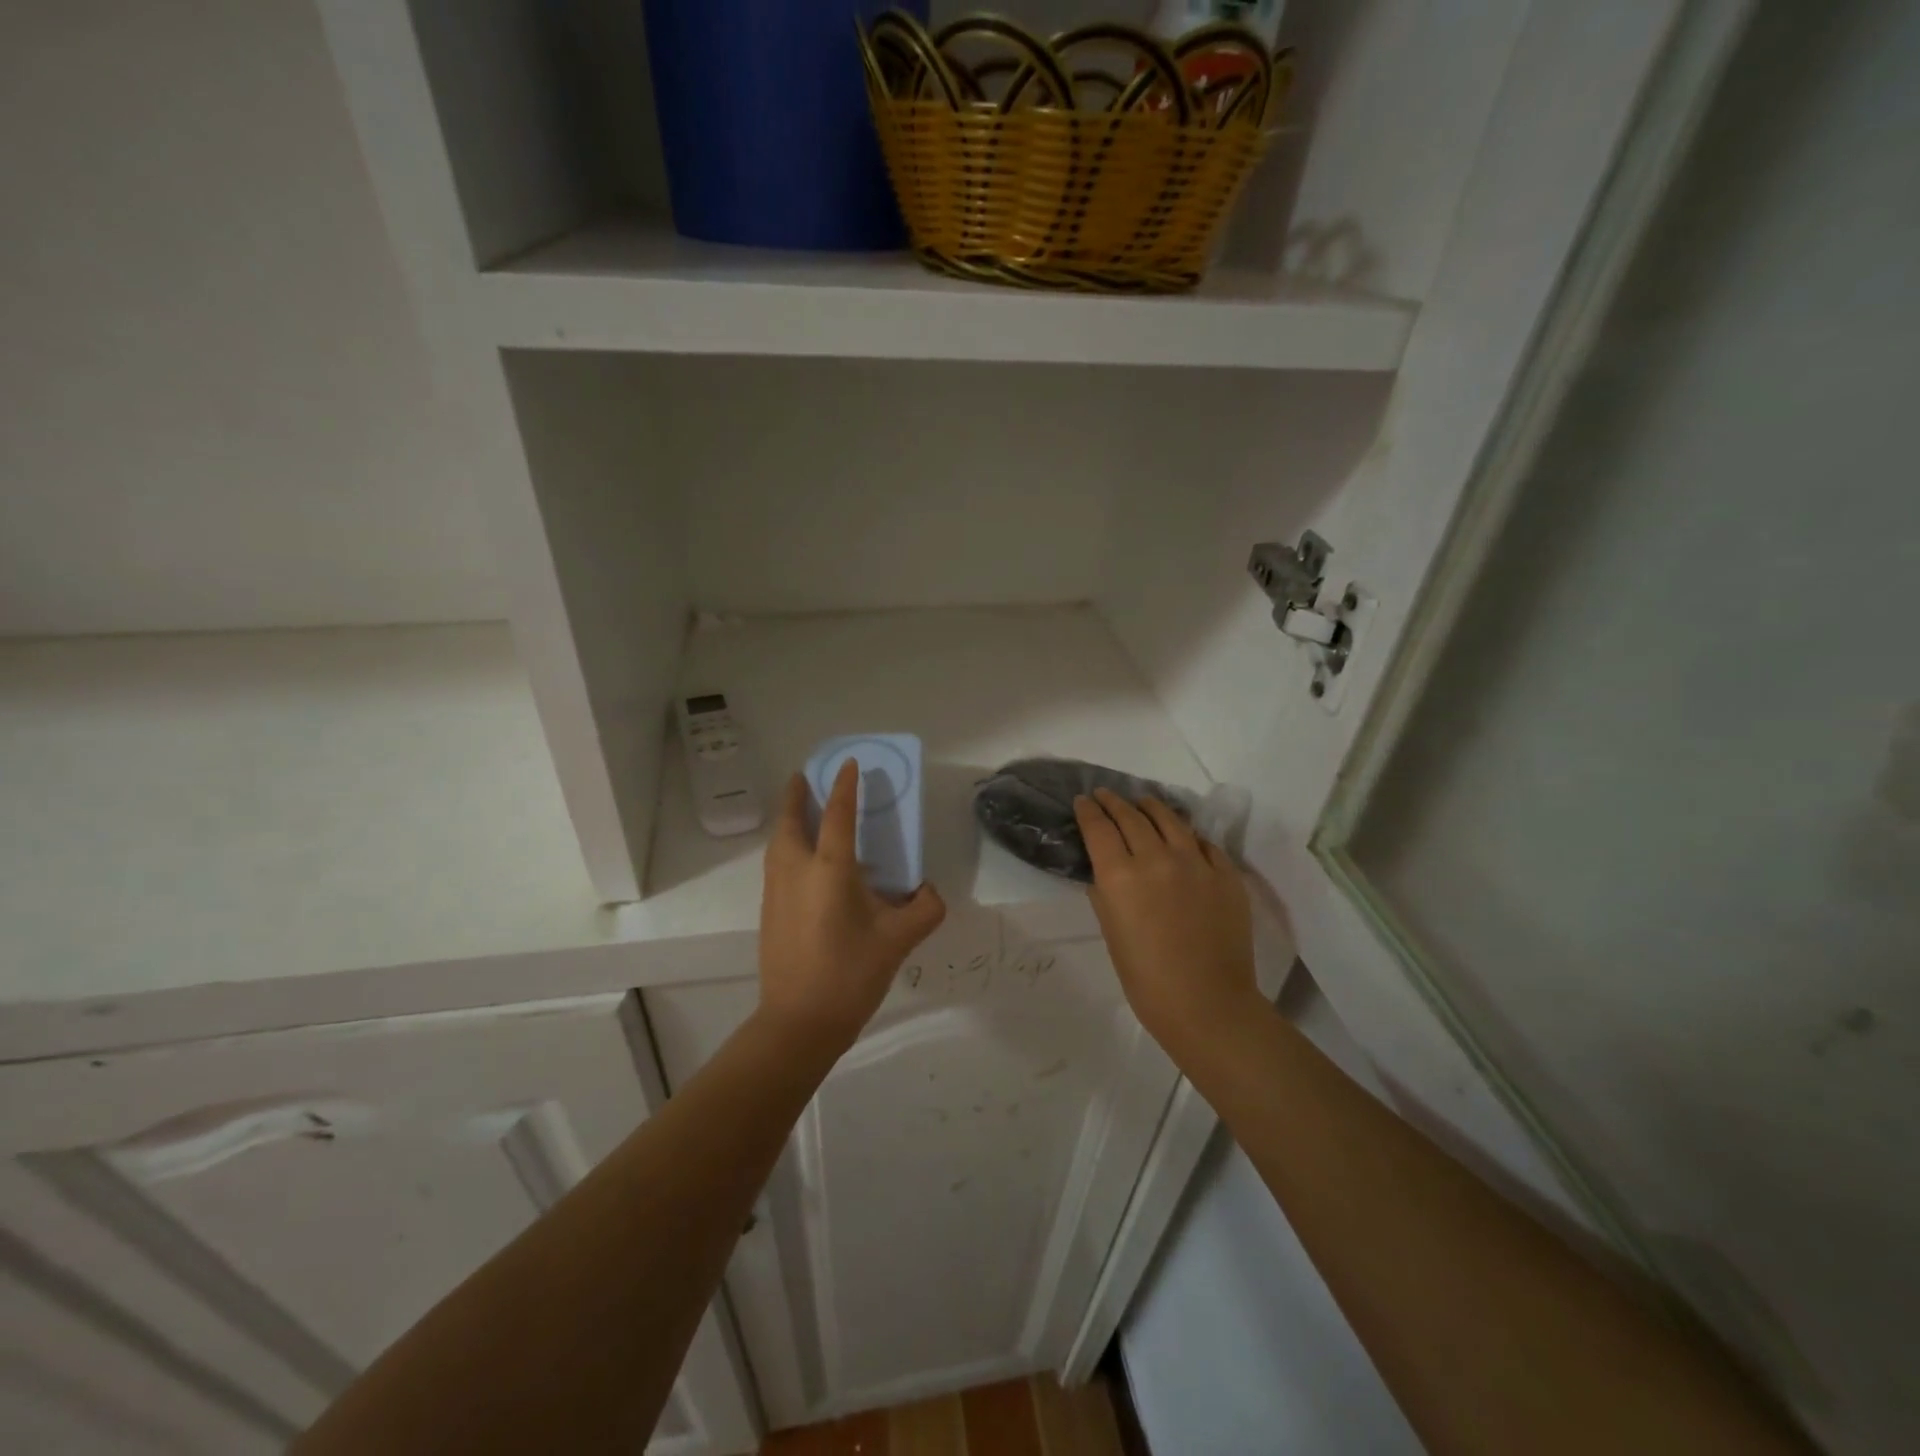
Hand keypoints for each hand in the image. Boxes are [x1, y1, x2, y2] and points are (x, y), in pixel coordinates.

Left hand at [757, 760, 945, 1050]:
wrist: (798, 1023)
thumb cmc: (850, 974)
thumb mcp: (898, 941)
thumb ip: (924, 910)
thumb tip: (930, 893)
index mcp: (830, 870)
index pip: (839, 815)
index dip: (845, 786)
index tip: (849, 763)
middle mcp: (797, 871)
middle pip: (791, 820)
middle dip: (797, 794)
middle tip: (806, 777)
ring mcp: (777, 891)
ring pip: (779, 842)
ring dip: (789, 819)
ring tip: (803, 811)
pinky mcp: (769, 911)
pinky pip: (776, 863)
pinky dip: (787, 845)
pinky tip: (803, 861)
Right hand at [1075, 789, 1262, 1059]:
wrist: (1207, 1004)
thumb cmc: (1146, 979)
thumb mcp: (1111, 933)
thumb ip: (1105, 894)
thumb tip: (1105, 872)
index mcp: (1120, 875)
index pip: (1098, 827)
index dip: (1088, 810)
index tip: (1083, 801)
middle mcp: (1156, 858)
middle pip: (1131, 817)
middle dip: (1114, 802)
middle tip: (1106, 795)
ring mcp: (1195, 862)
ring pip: (1169, 819)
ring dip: (1151, 807)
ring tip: (1143, 802)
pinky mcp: (1225, 873)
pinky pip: (1203, 843)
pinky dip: (1186, 835)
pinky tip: (1182, 836)